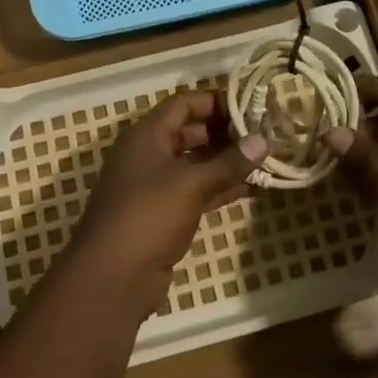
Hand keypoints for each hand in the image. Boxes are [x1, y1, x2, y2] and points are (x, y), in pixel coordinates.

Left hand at [71, 91, 267, 319]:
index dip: (214, 101)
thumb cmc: (148, 214)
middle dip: (224, 132)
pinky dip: (219, 188)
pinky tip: (250, 188)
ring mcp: (154, 186)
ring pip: (194, 164)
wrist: (113, 276)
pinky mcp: (163, 215)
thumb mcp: (191, 183)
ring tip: (263, 159)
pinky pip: (195, 192)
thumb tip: (264, 140)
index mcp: (146, 135)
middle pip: (189, 132)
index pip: (183, 104)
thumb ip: (229, 162)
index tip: (248, 105)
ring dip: (225, 162)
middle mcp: (148, 155)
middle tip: (261, 133)